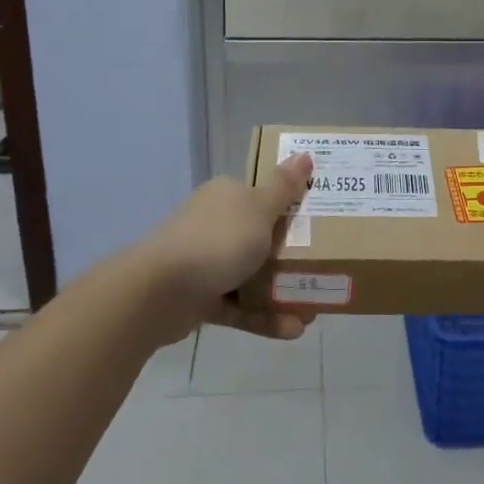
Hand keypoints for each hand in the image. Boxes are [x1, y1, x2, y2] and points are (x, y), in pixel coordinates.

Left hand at [139, 154, 312, 341]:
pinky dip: (264, 317)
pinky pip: (240, 306)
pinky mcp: (201, 297)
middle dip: (294, 255)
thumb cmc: (216, 241)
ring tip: (314, 310)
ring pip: (253, 274)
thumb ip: (284, 187)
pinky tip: (293, 330)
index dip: (293, 206)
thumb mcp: (259, 210)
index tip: (322, 221)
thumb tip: (305, 153)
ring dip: (283, 291)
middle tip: (325, 268)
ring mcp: (206, 261)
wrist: (158, 293)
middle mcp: (216, 224)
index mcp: (228, 196)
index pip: (264, 194)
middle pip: (262, 236)